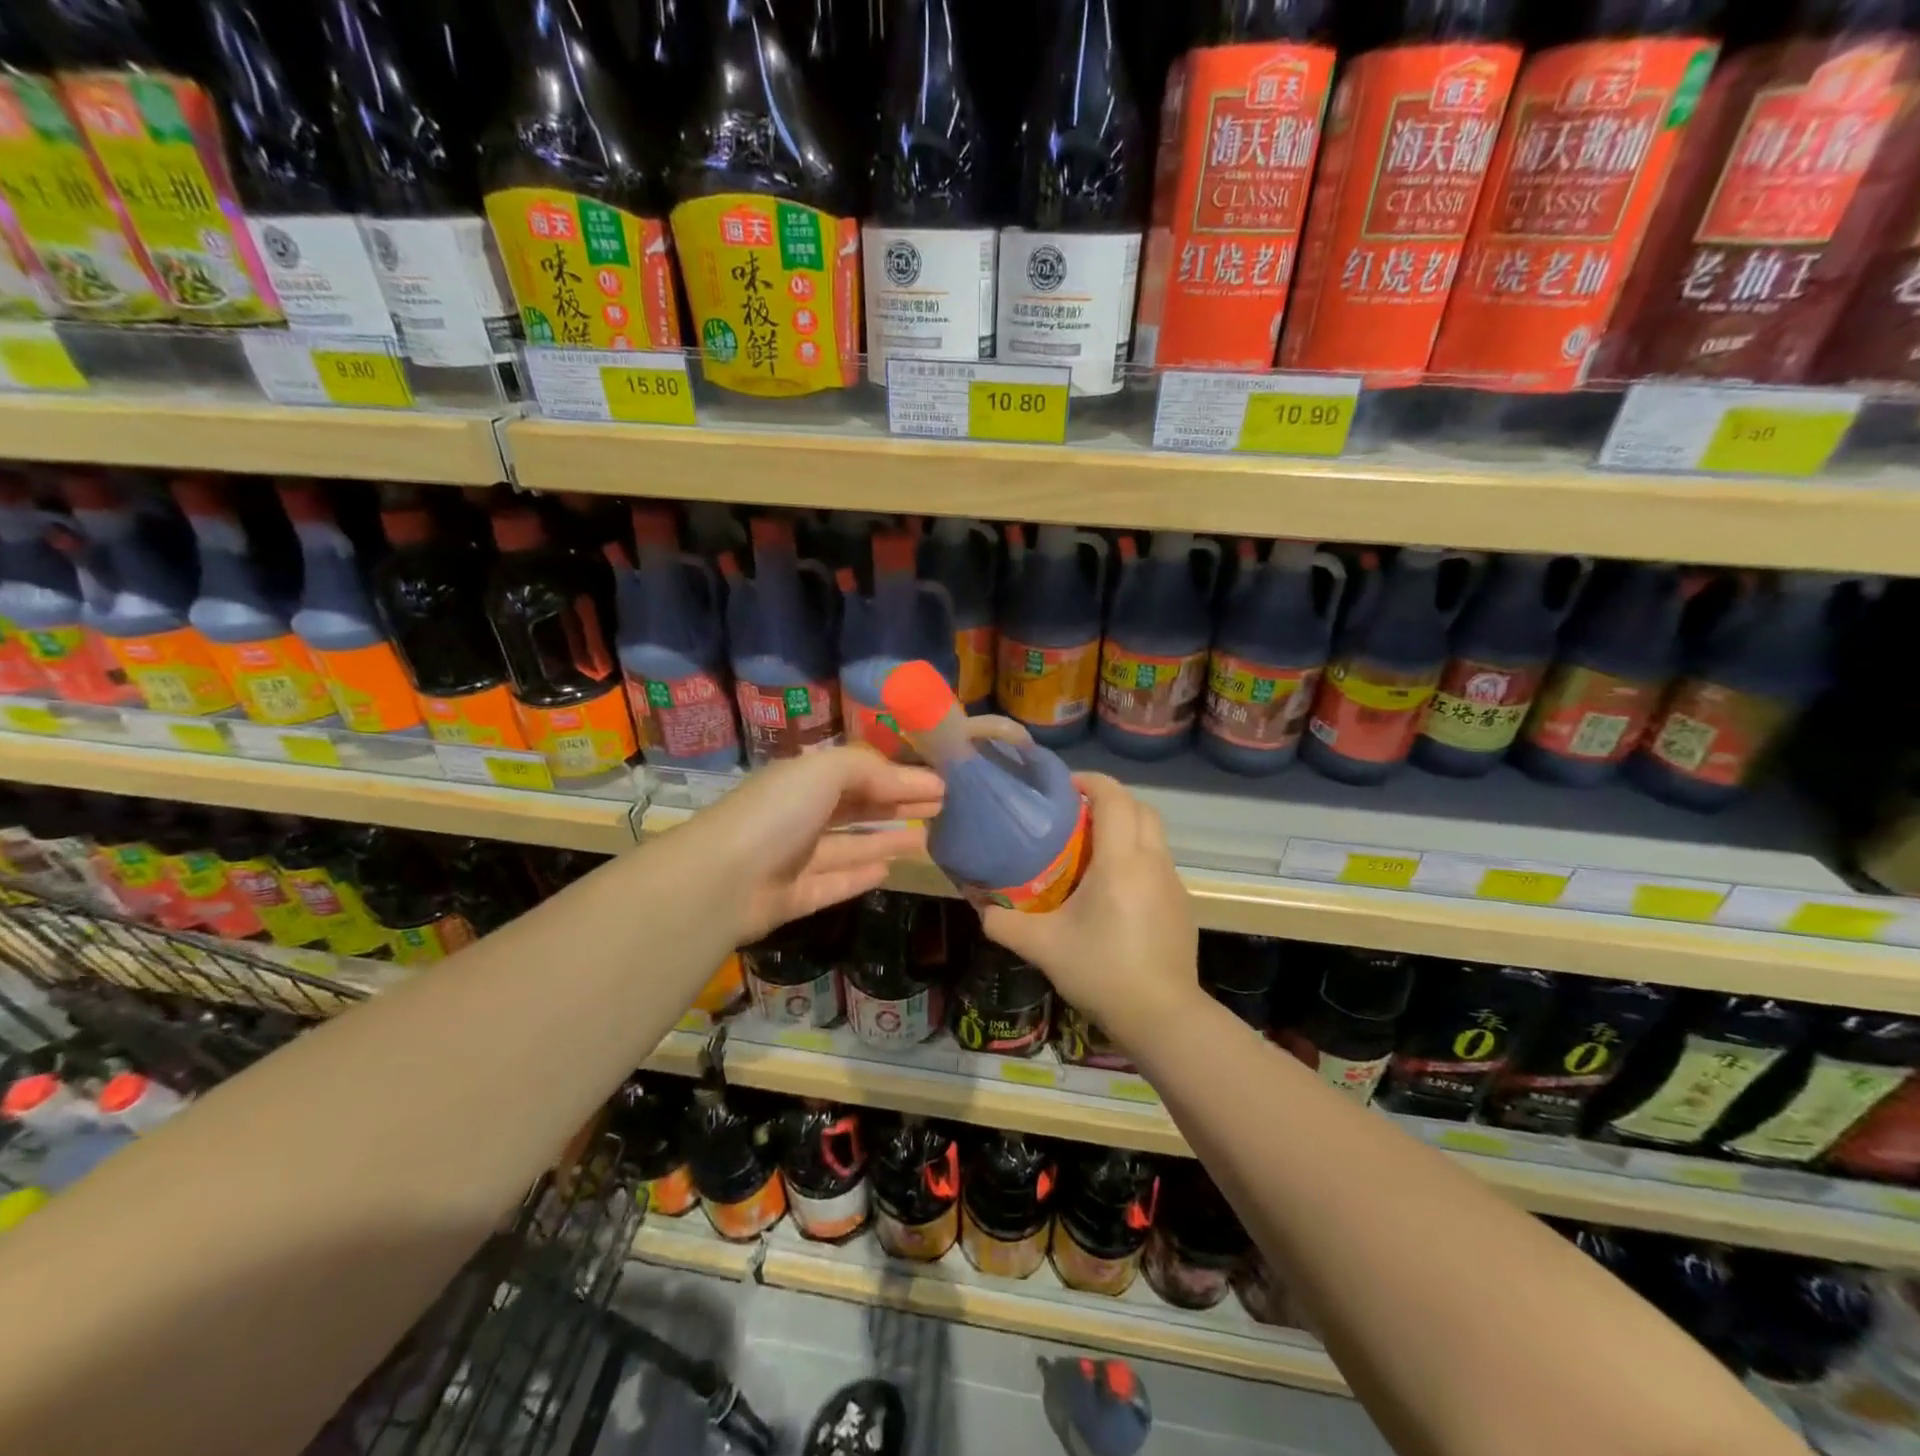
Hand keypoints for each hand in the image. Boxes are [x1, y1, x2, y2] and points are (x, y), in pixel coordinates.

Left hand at [677, 748, 944, 944]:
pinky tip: (889, 870)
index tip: (941, 783)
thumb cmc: (776, 813)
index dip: (900, 776)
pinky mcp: (794, 896)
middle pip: (858, 807)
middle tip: (942, 808)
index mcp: (802, 780)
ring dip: (887, 839)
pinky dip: (861, 874)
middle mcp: (798, 815)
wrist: (721, 879)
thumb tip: (918, 779)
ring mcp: (794, 858)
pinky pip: (836, 882)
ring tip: (927, 838)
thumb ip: (872, 770)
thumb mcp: (825, 772)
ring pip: (850, 846)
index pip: (860, 772)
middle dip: (898, 804)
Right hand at [979, 773, 1197, 1052]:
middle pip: (1141, 808)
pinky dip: (1137, 858)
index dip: (1090, 781)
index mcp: (1121, 861)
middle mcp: (1153, 862)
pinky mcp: (1182, 905)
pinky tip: (1113, 891)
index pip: (1114, 798)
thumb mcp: (1043, 947)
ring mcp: (1173, 883)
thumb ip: (1004, 923)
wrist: (1162, 1017)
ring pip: (1153, 835)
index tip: (1064, 787)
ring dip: (1126, 829)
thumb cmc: (1102, 971)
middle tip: (1076, 816)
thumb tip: (981, 907)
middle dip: (1111, 801)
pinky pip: (1158, 863)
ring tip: (1091, 852)